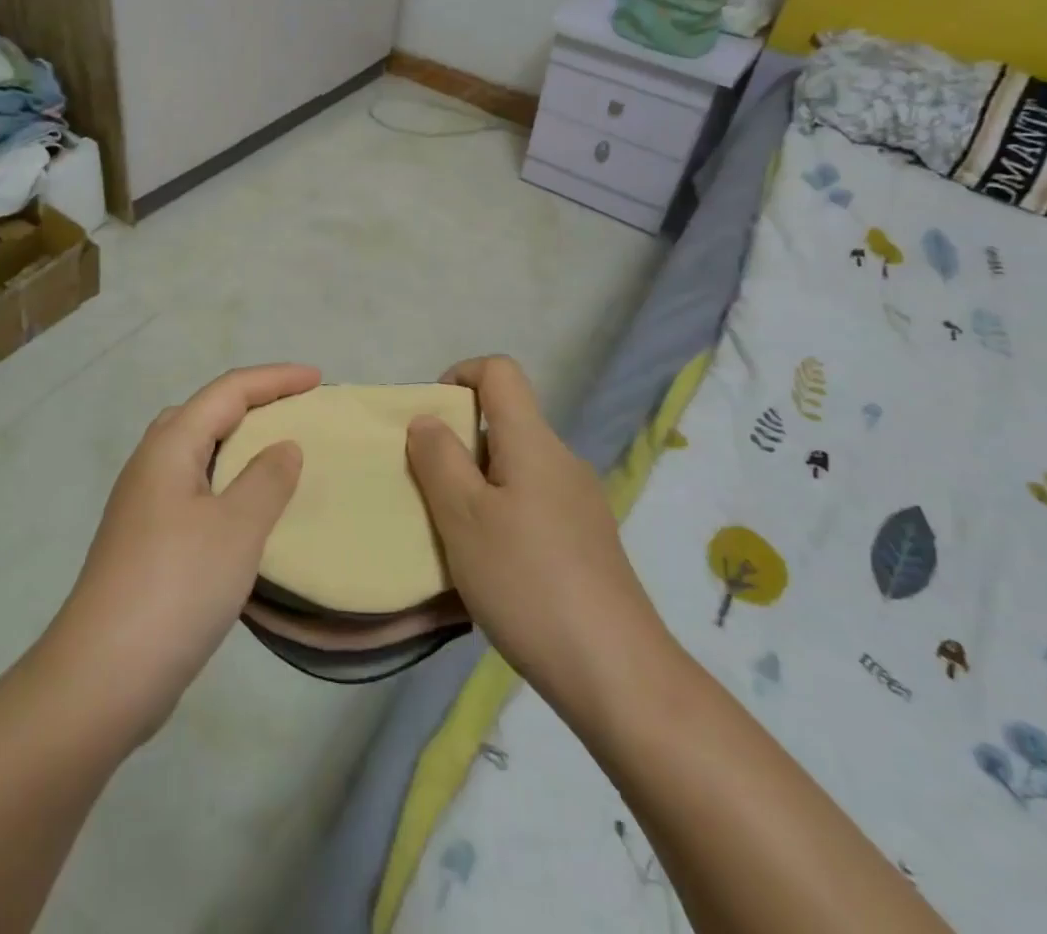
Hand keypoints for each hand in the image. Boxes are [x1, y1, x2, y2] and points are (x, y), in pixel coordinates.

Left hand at [38, 364, 315, 746]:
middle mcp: (151, 465)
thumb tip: (284, 446)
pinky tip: (244, 510)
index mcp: (170, 446)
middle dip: (252, 402)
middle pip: (205, 412)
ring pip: (195, 452)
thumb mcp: (236, 528)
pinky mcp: (144, 542)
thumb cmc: (177, 587)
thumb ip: (267, 480)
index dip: (275, 379)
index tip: (318, 379)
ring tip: (275, 453)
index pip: (228, 391)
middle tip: (295, 411)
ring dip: (236, 443)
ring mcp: (142, 505)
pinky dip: (225, 482)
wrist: (103, 675)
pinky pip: (193, 488)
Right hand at [405, 356, 673, 716]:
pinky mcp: (587, 541)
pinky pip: (532, 503)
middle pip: (506, 421)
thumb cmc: (528, 582)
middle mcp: (562, 461)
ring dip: (477, 484)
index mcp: (533, 442)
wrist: (618, 674)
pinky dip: (501, 514)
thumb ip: (439, 459)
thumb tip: (427, 420)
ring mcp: (580, 503)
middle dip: (459, 442)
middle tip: (428, 489)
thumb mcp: (464, 517)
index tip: (430, 420)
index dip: (460, 375)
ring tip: (453, 534)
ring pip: (517, 467)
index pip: (500, 372)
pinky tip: (491, 566)